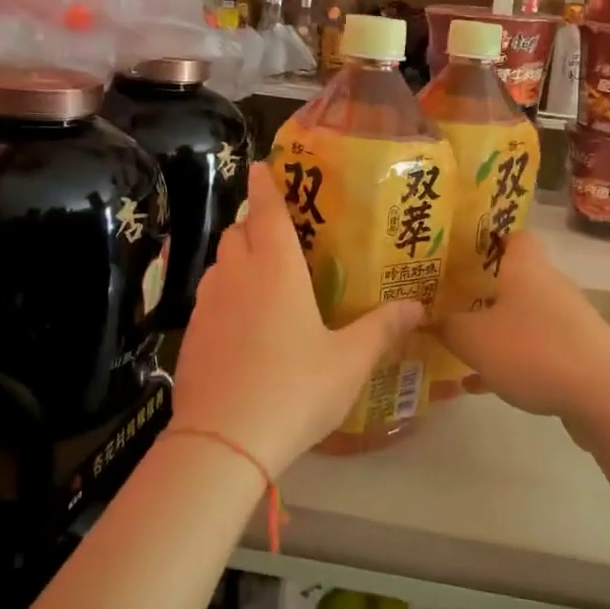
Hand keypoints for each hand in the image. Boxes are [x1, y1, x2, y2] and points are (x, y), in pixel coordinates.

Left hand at [173, 163, 422, 473]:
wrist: (223, 441)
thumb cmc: (295, 389)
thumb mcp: (349, 361)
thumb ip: (382, 329)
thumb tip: (418, 306)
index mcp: (276, 271)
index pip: (266, 212)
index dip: (265, 186)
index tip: (260, 166)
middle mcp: (237, 277)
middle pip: (238, 233)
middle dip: (255, 224)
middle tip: (281, 234)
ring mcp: (207, 307)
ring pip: (220, 265)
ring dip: (239, 259)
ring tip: (266, 278)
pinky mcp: (191, 337)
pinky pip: (209, 299)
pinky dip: (226, 295)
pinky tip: (245, 325)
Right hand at [438, 231, 609, 424]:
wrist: (605, 394)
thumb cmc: (533, 350)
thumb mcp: (473, 339)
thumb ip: (447, 327)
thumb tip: (429, 319)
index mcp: (526, 267)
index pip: (513, 236)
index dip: (487, 241)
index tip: (458, 256)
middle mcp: (549, 285)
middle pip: (514, 280)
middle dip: (481, 293)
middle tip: (447, 305)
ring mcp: (567, 320)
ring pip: (522, 318)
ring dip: (494, 332)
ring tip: (458, 350)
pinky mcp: (577, 352)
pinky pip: (535, 349)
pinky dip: (510, 362)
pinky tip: (482, 386)